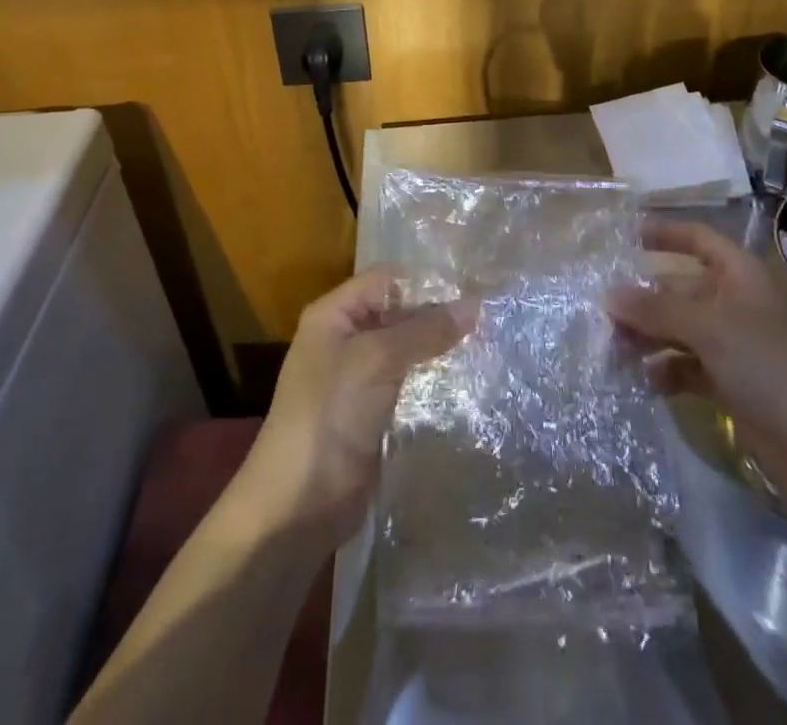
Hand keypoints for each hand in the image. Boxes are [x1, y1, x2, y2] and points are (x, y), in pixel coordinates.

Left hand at [234, 267, 471, 539]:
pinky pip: (408, 383)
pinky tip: (468, 380)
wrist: (297, 506)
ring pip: (407, 350)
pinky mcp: (373, 413)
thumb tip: (474, 303)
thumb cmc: (329, 416)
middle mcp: (345, 339)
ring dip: (439, 349)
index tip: (473, 289)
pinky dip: (433, 380)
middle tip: (489, 319)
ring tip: (487, 345)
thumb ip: (424, 330)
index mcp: (334, 315)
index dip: (427, 281)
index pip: (387, 279)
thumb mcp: (376, 361)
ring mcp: (358, 378)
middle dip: (438, 316)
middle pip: (399, 313)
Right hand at [606, 218, 786, 519]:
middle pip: (680, 289)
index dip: (666, 234)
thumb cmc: (769, 365)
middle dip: (644, 299)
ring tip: (613, 351)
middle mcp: (735, 304)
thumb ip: (656, 310)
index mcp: (740, 276)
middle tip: (603, 314)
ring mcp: (734, 345)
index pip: (698, 239)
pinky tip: (645, 381)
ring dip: (648, 337)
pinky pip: (687, 366)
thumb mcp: (708, 328)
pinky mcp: (731, 383)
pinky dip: (666, 370)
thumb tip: (608, 295)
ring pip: (679, 329)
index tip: (627, 236)